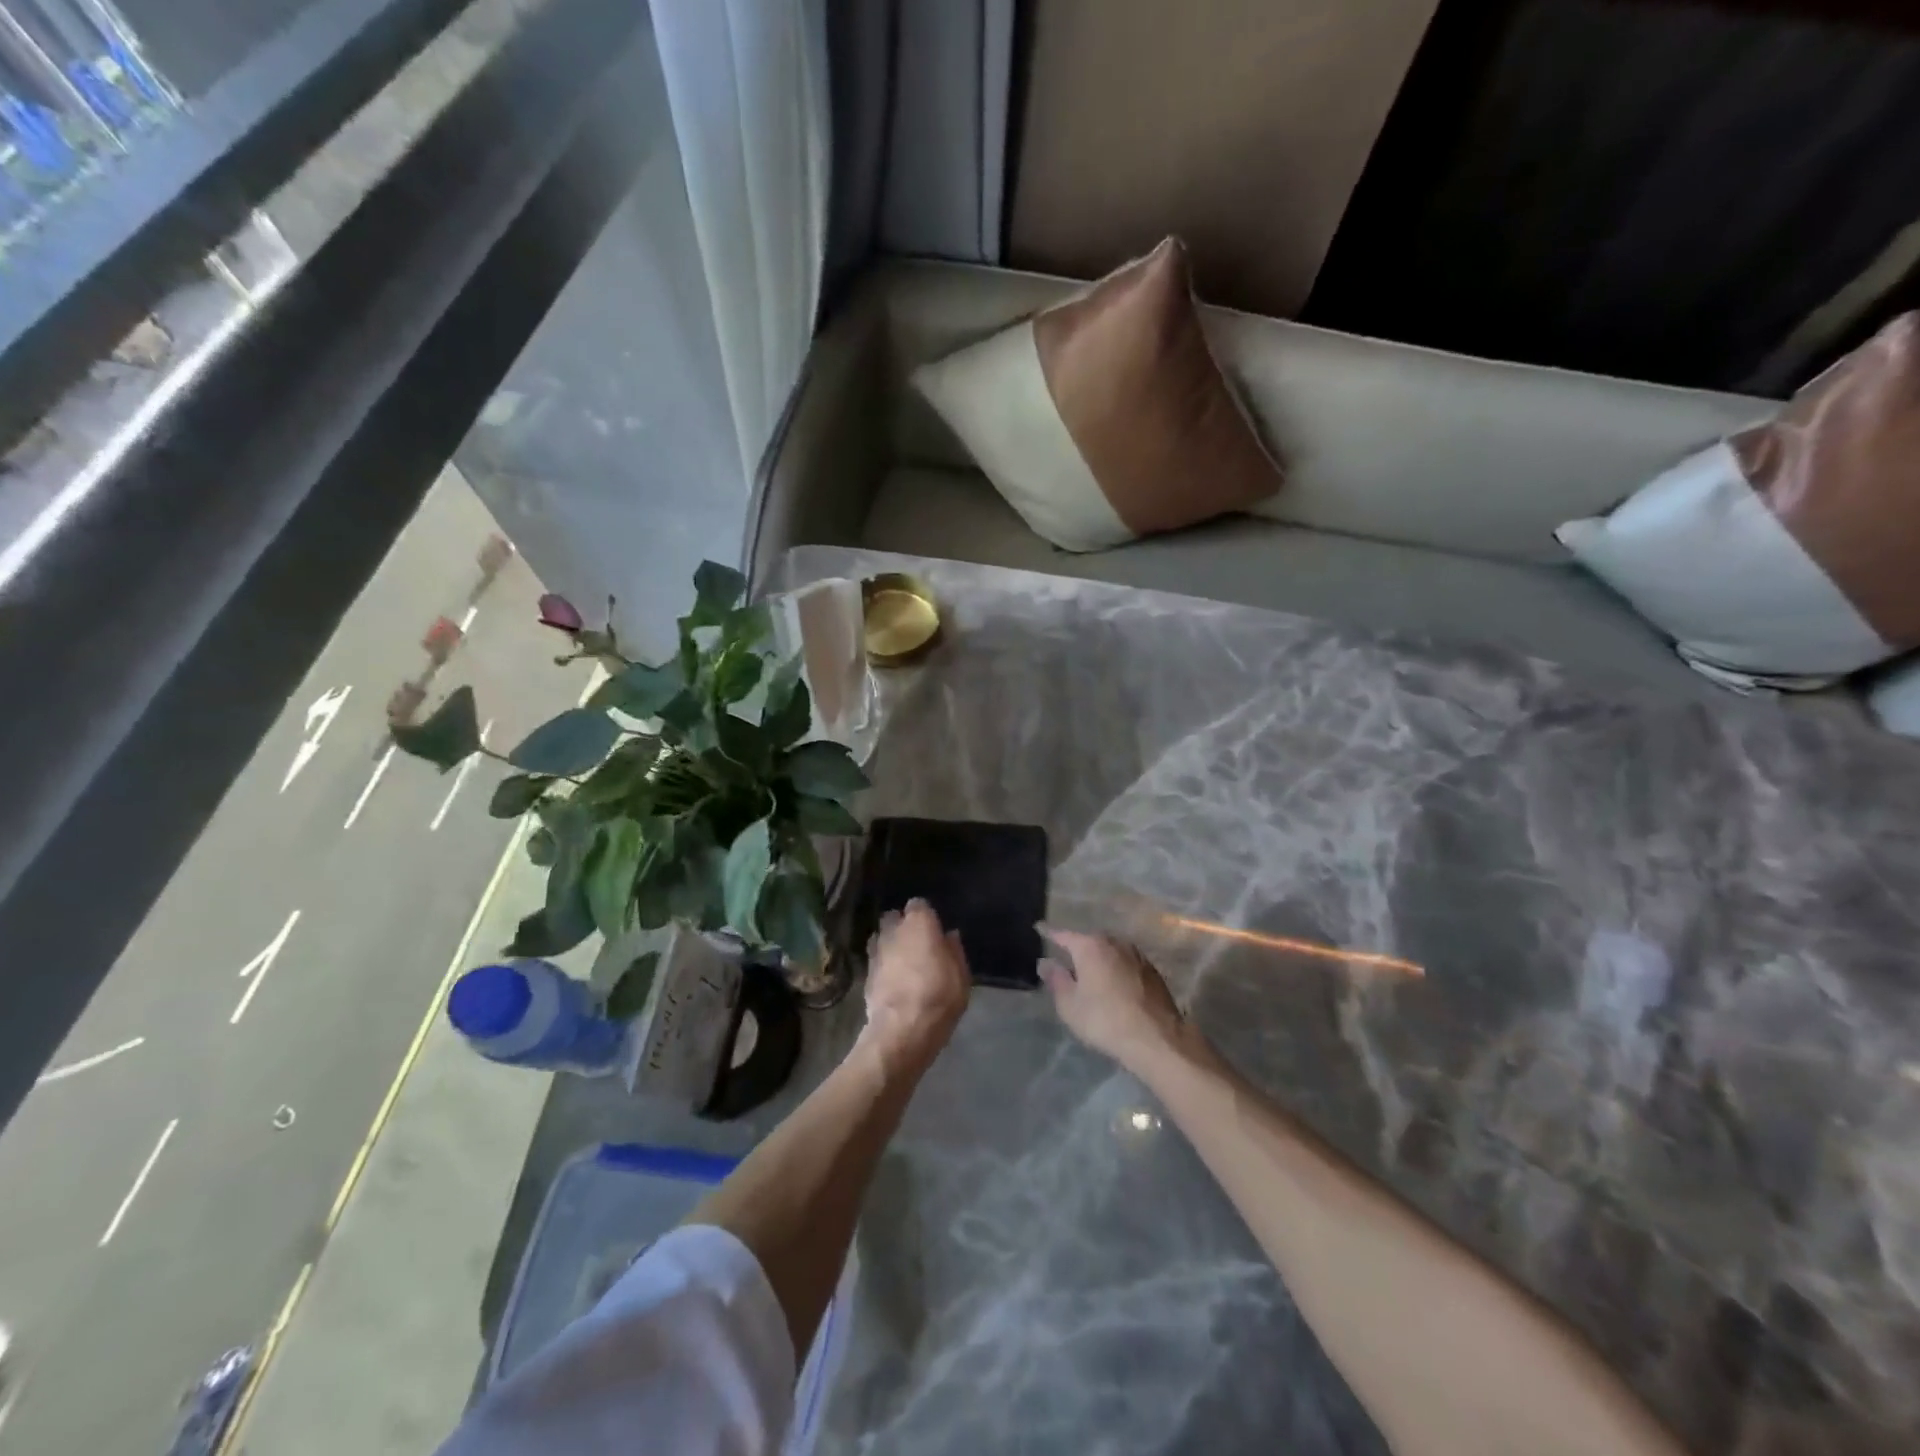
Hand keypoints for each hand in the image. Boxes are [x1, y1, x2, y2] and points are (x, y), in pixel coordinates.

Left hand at [861, 899, 970, 1073]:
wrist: (903, 1029)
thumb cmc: (939, 996)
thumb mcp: (961, 975)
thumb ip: (954, 951)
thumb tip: (950, 935)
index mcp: (919, 924)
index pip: (918, 904)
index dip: (925, 915)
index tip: (933, 928)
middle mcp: (894, 931)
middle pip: (893, 918)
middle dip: (902, 925)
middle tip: (916, 942)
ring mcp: (876, 951)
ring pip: (880, 937)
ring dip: (889, 944)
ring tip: (901, 960)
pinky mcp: (866, 973)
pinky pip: (875, 960)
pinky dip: (882, 964)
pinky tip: (892, 978)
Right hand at [1038, 928, 1185, 1069]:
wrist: (1156, 1038)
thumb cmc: (1104, 1020)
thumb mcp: (1070, 1005)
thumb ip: (1056, 980)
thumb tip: (1046, 962)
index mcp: (1090, 946)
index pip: (1063, 935)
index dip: (1049, 933)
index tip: (1038, 928)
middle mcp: (1114, 942)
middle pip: (1089, 941)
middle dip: (1077, 948)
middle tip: (1066, 961)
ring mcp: (1136, 954)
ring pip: (1110, 950)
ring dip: (1099, 958)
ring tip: (1090, 973)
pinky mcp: (1152, 970)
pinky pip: (1125, 962)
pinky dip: (1116, 968)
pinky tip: (1114, 984)